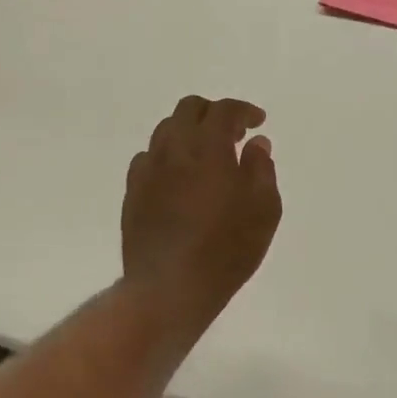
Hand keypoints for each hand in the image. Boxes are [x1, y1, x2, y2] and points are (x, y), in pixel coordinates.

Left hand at [122, 96, 281, 334]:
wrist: (169, 287)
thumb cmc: (226, 249)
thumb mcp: (263, 209)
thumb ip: (261, 169)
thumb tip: (256, 144)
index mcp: (208, 147)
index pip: (224, 110)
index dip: (244, 111)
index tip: (258, 123)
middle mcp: (173, 149)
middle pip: (188, 110)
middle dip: (213, 113)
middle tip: (233, 135)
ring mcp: (147, 170)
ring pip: (165, 131)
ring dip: (189, 132)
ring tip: (206, 156)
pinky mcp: (132, 192)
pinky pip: (148, 158)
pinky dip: (168, 157)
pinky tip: (179, 178)